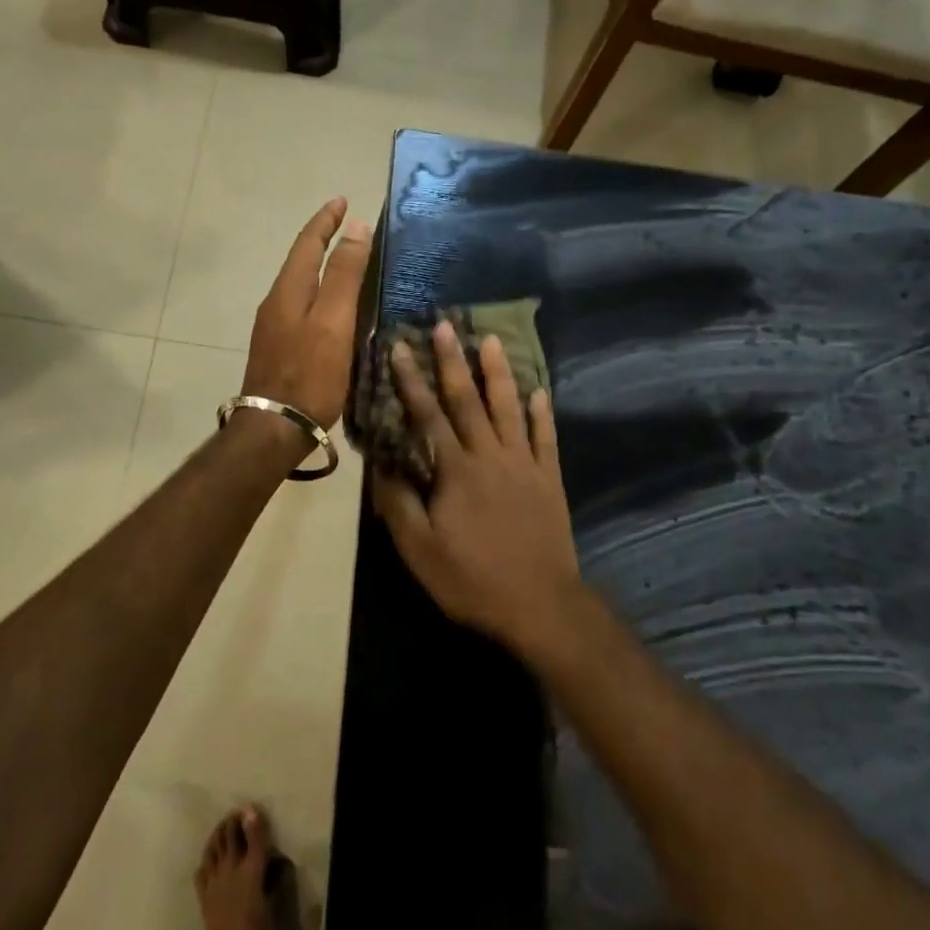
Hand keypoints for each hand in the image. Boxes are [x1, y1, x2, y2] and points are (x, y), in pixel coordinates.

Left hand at [242, 198, 371, 429]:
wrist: (274, 427)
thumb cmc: (310, 374)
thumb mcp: (334, 321)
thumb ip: (345, 275)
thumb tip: (356, 228)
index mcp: (289, 290)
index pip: (307, 243)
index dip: (326, 220)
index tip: (343, 201)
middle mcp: (277, 302)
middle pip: (301, 261)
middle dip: (323, 240)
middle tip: (349, 227)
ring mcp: (275, 327)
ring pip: (301, 284)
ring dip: (322, 267)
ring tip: (348, 262)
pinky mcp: (280, 348)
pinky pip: (303, 306)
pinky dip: (321, 293)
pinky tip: (336, 307)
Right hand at [371, 320, 580, 655]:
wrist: (539, 605)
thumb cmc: (472, 578)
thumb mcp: (420, 550)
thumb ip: (398, 503)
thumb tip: (380, 464)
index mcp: (456, 470)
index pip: (428, 414)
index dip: (411, 379)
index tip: (400, 347)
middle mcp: (490, 455)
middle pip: (468, 400)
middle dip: (453, 360)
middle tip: (445, 325)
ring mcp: (524, 464)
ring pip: (509, 408)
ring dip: (498, 372)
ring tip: (492, 339)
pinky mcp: (549, 478)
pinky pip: (545, 437)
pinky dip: (541, 412)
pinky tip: (540, 390)